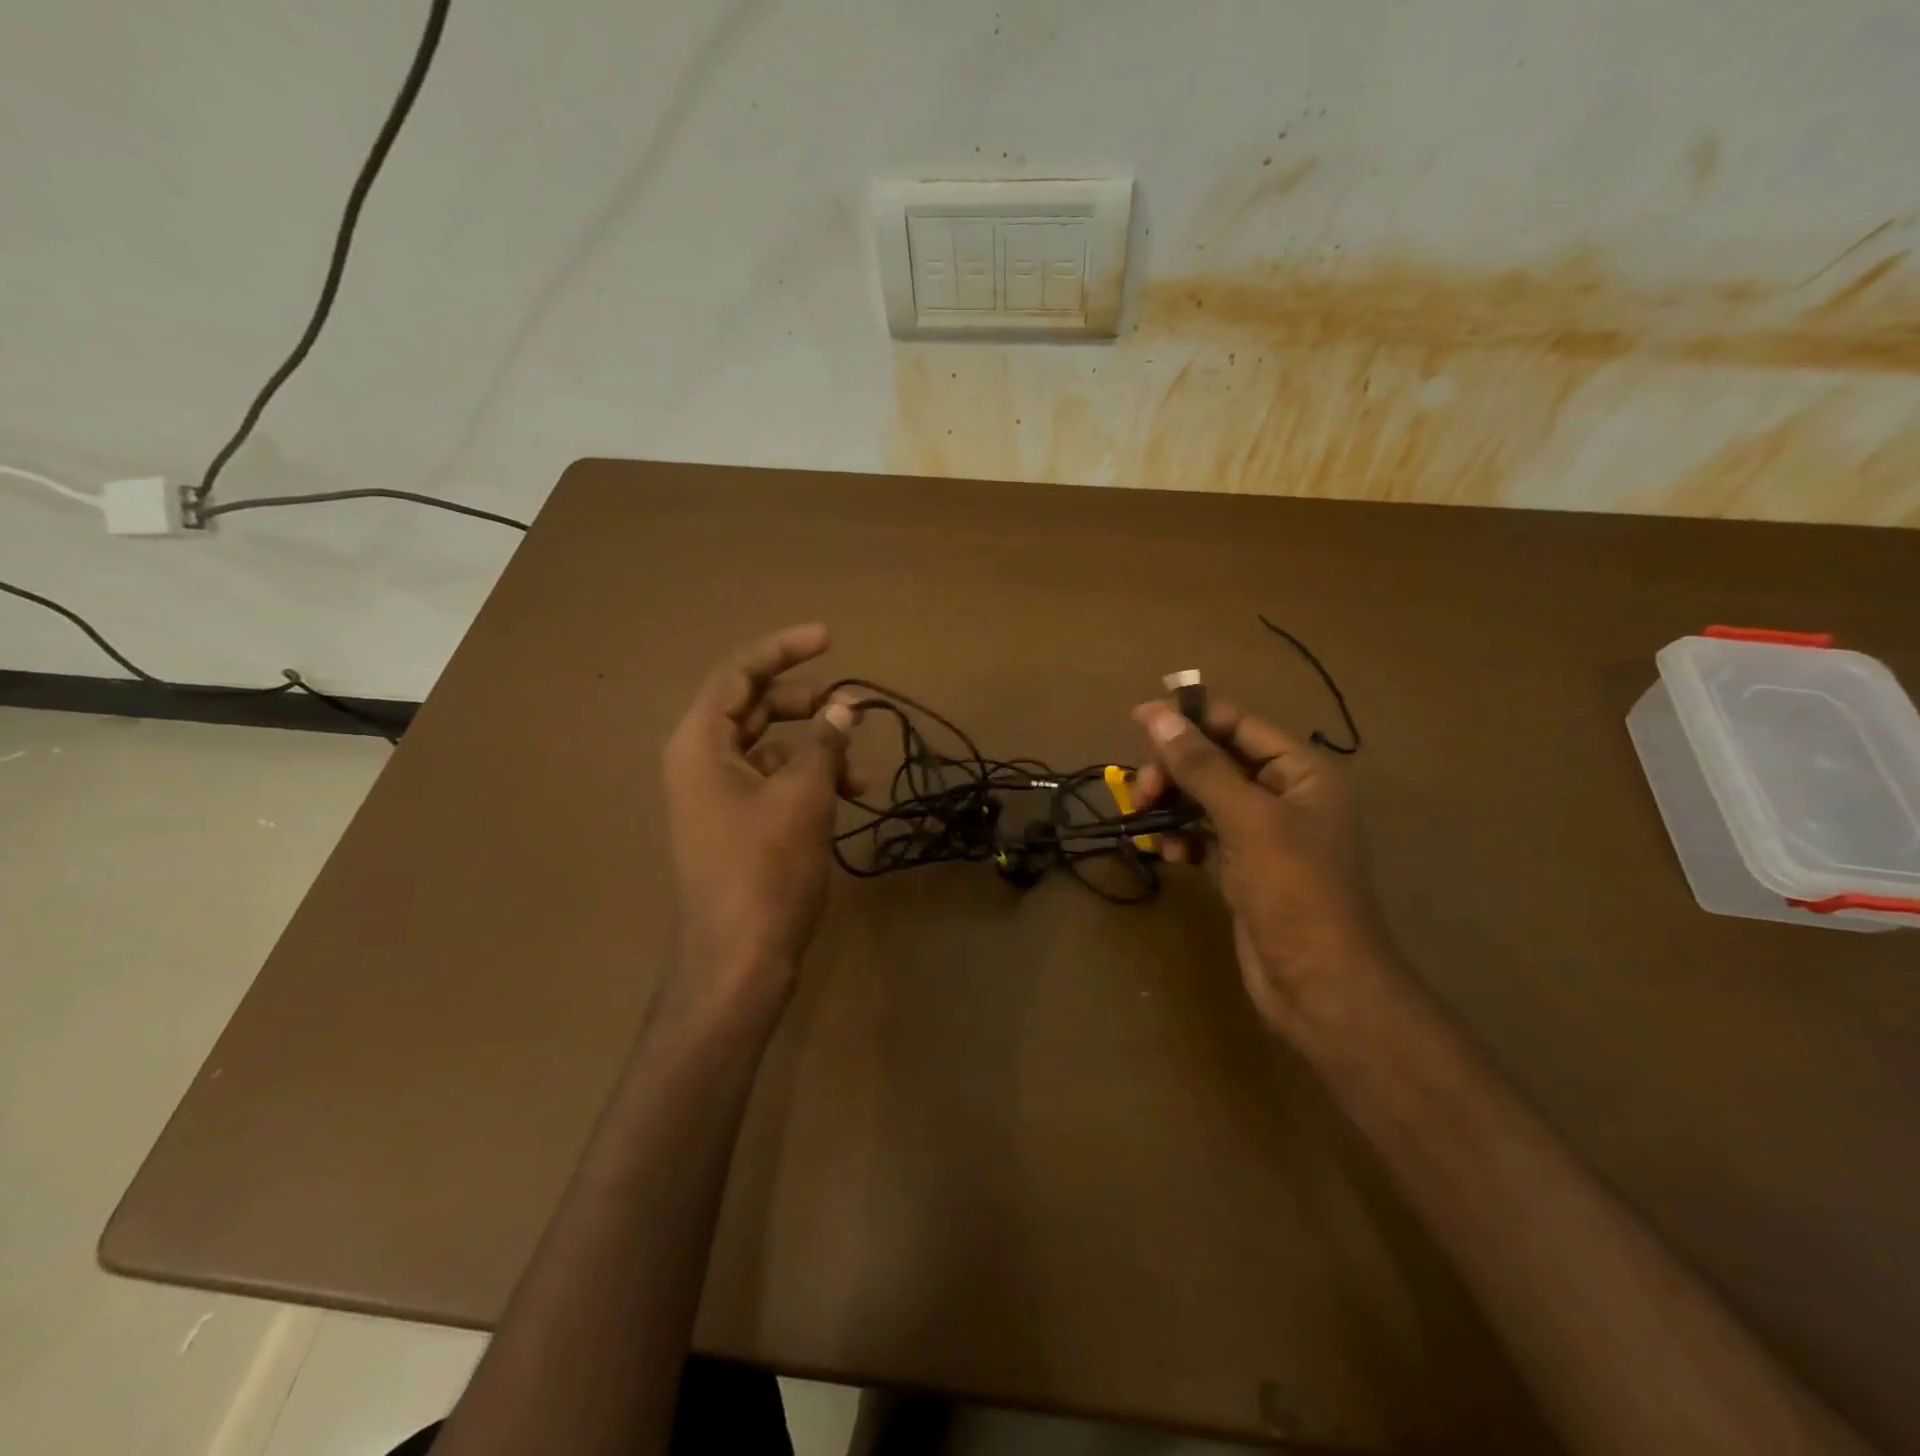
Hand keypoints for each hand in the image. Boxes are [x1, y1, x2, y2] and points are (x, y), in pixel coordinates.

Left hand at [663, 624, 854, 994]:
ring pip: (767, 747)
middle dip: (804, 703)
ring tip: (857, 770)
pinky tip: (843, 796)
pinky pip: (771, 781)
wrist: (739, 958)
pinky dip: (806, 780)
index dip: (783, 650)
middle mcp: (699, 762)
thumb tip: (843, 707)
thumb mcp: (804, 795)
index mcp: (699, 744)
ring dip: (814, 749)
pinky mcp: (733, 825)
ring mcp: (715, 796)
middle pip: (752, 708)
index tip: (829, 638)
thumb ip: (824, 742)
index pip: (738, 675)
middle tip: (847, 707)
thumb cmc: (767, 868)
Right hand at [1133, 697, 1391, 1035]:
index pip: (1239, 725)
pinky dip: (1182, 840)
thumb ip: (1201, 765)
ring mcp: (1263, 836)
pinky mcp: (1243, 870)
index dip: (1191, 717)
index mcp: (1301, 772)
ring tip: (1145, 818)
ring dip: (1172, 804)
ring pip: (1204, 799)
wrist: (1321, 986)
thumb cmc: (1294, 891)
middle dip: (1176, 769)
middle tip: (1142, 789)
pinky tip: (1169, 856)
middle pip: (1217, 761)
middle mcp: (1284, 796)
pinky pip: (1203, 837)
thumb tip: (1156, 715)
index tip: (1138, 717)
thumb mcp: (1247, 819)